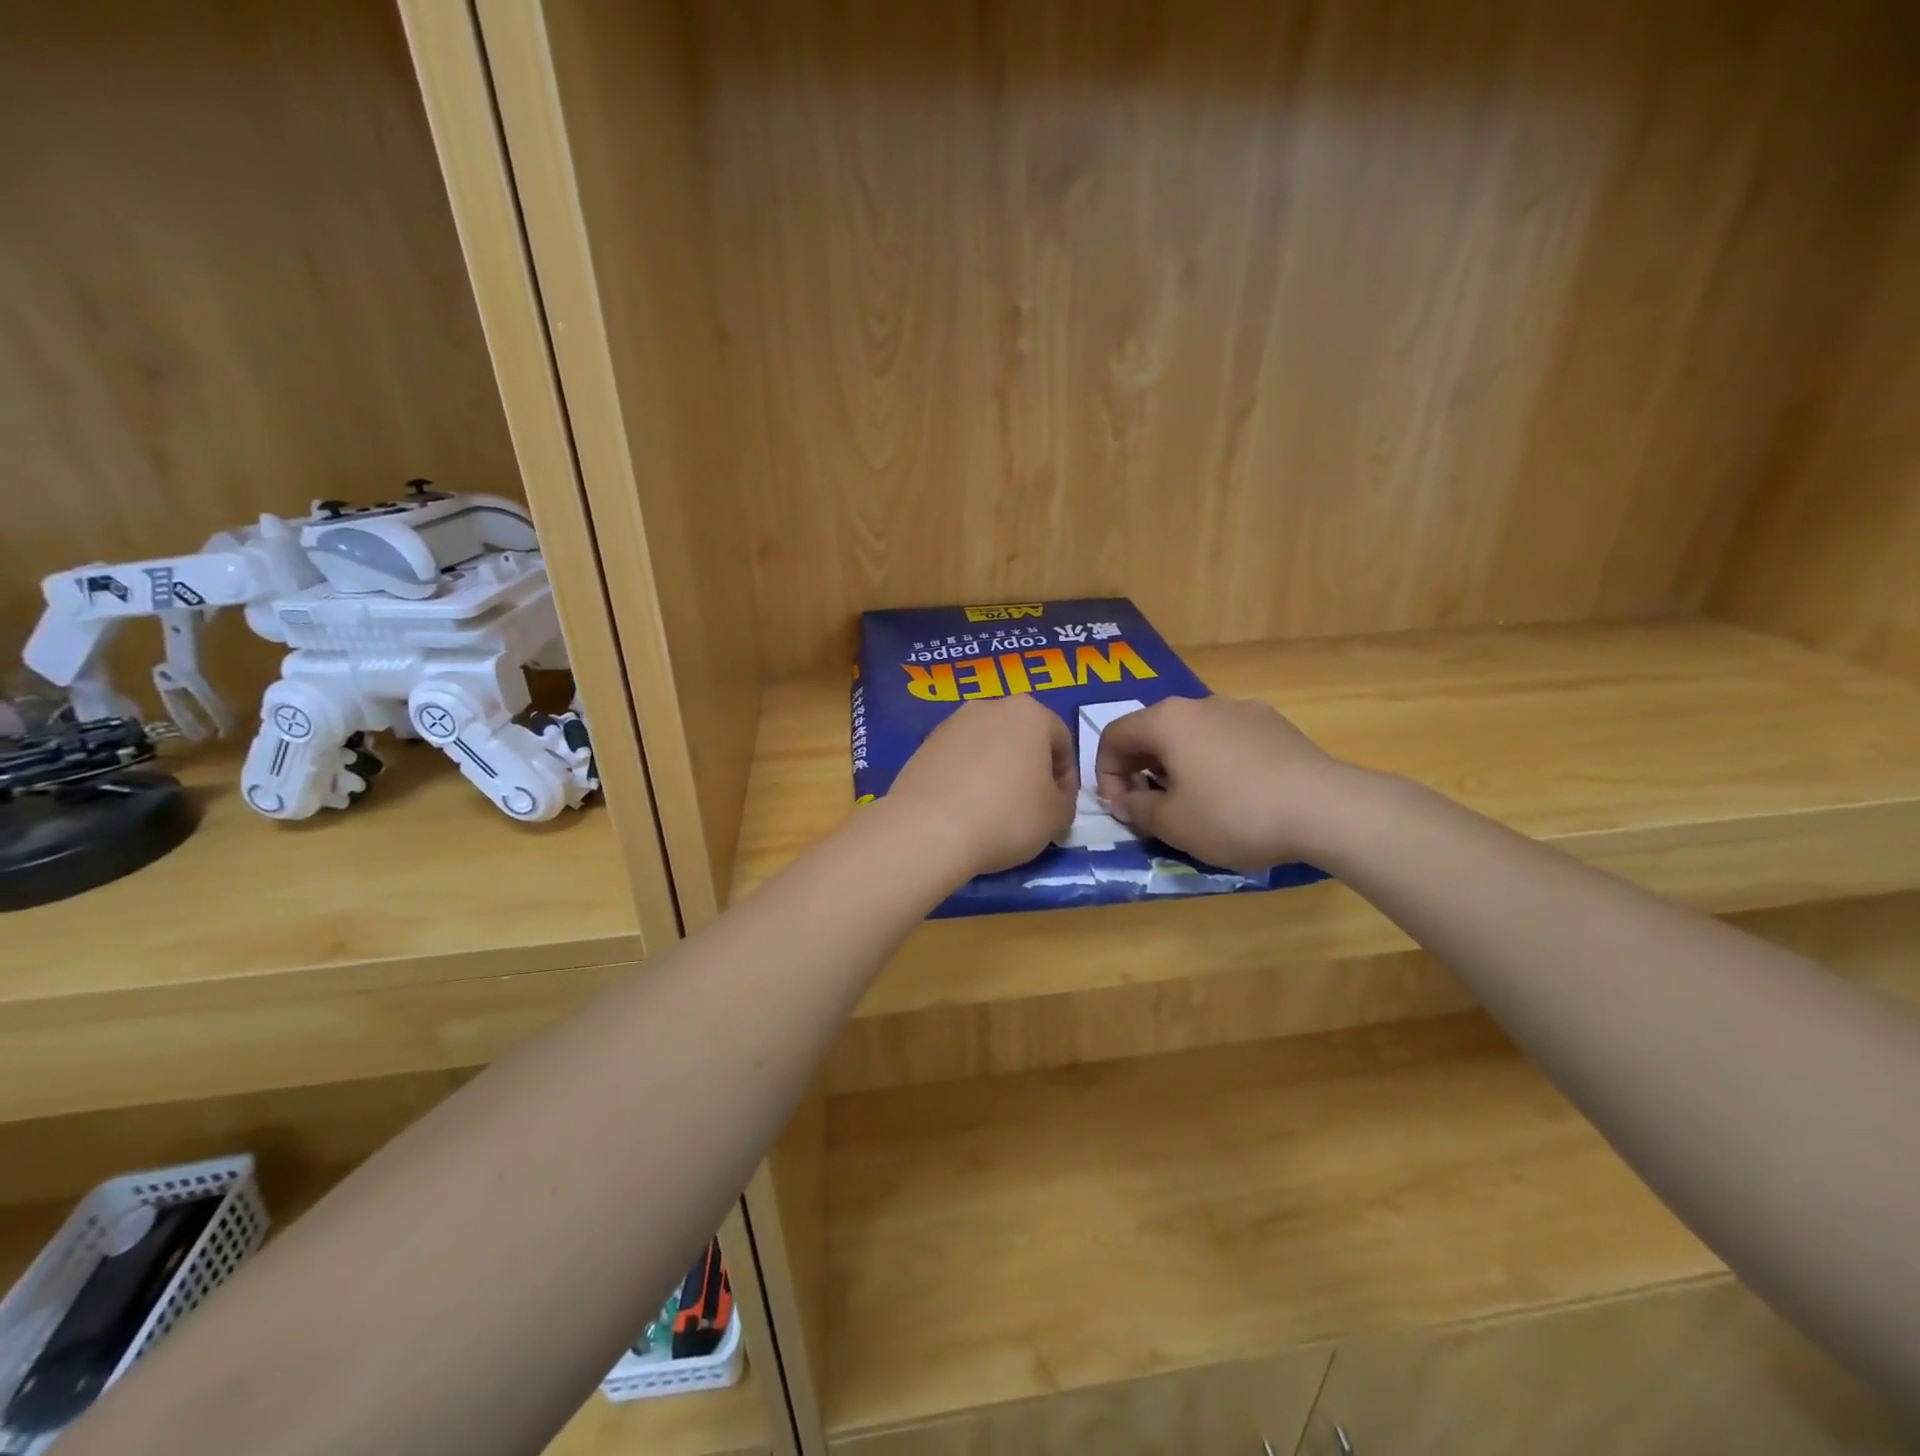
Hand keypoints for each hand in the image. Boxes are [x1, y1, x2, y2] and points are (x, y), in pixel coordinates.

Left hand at [885, 695, 1077, 876]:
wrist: (929, 830)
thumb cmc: (1007, 816)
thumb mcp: (1057, 816)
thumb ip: (1066, 799)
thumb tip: (1053, 796)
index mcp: (1029, 712)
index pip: (1062, 741)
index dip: (1067, 777)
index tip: (1060, 807)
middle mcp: (989, 706)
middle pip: (1022, 738)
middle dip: (1029, 769)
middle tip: (1030, 808)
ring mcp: (951, 724)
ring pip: (987, 748)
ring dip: (997, 772)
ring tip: (994, 811)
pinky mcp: (923, 745)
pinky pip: (958, 761)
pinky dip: (967, 779)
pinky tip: (965, 810)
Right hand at [1094, 696, 1360, 870]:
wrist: (1325, 809)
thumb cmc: (1234, 814)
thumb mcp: (1172, 824)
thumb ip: (1137, 809)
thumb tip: (1125, 800)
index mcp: (1167, 721)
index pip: (1114, 736)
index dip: (1106, 773)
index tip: (1121, 808)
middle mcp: (1201, 704)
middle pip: (1153, 731)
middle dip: (1141, 769)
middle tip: (1151, 807)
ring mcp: (1242, 710)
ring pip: (1192, 734)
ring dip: (1179, 765)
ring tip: (1194, 802)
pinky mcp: (1274, 724)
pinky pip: (1227, 739)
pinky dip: (1215, 761)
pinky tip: (1236, 794)